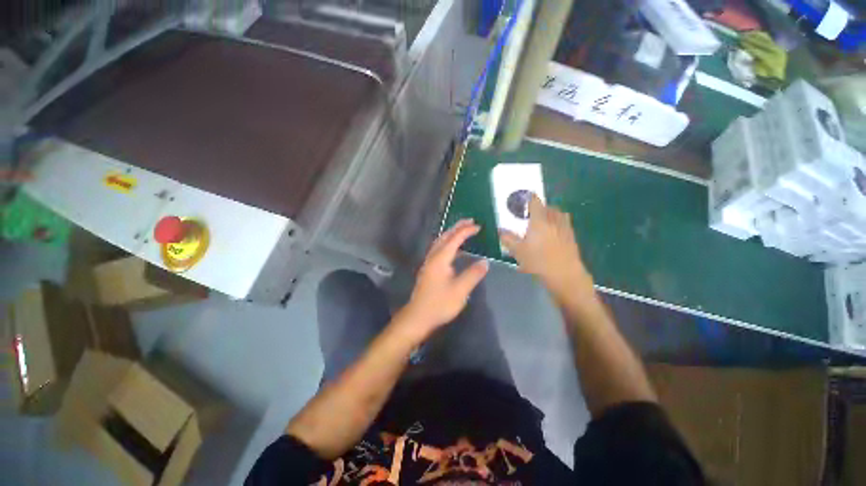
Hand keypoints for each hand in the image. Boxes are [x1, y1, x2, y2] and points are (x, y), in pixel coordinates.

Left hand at [397, 219, 488, 341]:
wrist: (418, 316)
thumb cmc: (439, 303)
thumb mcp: (460, 290)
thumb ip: (473, 274)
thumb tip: (485, 262)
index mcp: (440, 259)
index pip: (455, 239)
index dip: (466, 231)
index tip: (478, 226)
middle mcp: (433, 257)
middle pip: (445, 236)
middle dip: (457, 227)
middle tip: (470, 221)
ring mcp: (429, 263)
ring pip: (440, 242)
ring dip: (451, 234)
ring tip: (463, 231)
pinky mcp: (429, 269)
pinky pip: (439, 250)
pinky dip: (448, 244)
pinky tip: (455, 250)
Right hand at [499, 196, 592, 296]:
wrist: (565, 275)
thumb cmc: (538, 261)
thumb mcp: (518, 251)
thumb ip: (508, 238)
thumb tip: (500, 230)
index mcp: (539, 220)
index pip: (535, 202)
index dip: (529, 198)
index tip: (524, 199)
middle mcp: (554, 220)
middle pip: (549, 207)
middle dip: (540, 208)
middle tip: (531, 215)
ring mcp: (565, 228)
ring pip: (559, 215)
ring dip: (550, 215)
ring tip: (542, 224)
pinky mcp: (572, 237)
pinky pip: (564, 224)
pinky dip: (557, 224)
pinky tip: (552, 236)